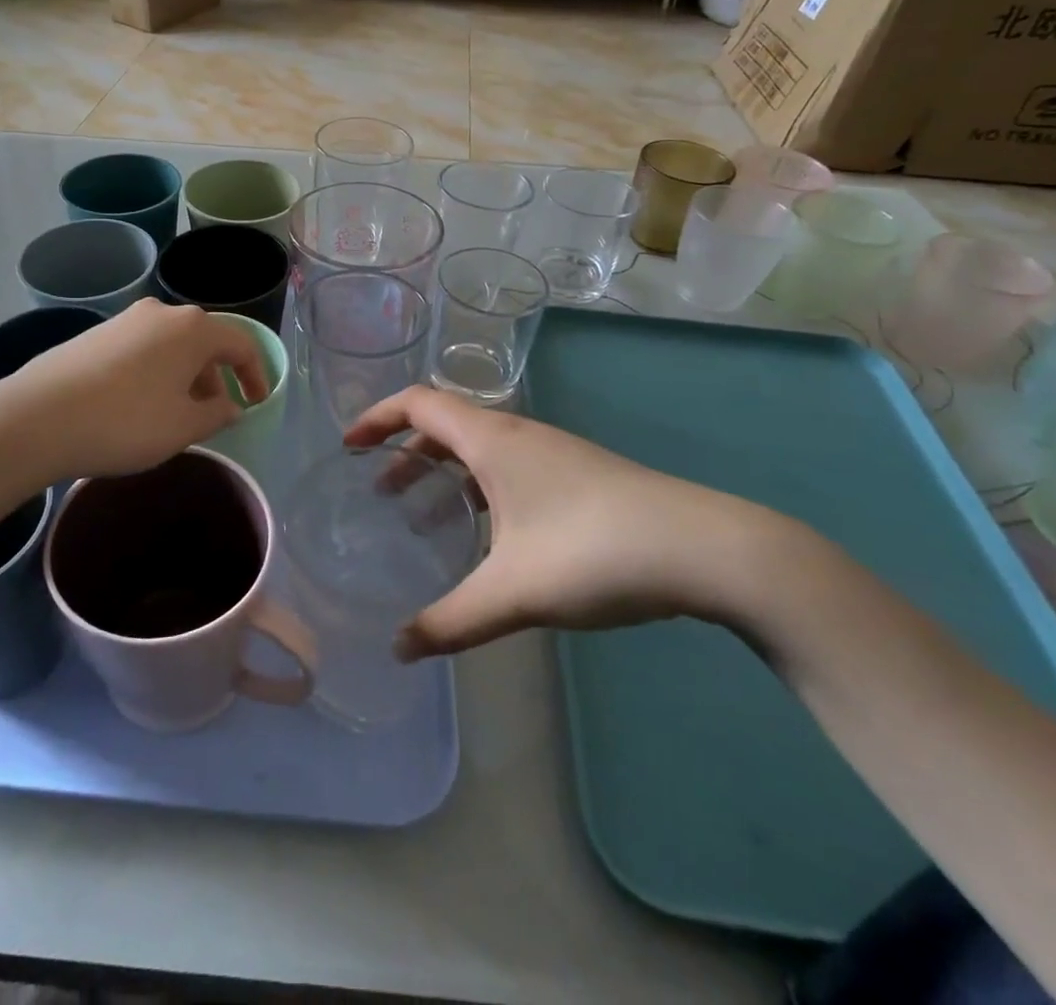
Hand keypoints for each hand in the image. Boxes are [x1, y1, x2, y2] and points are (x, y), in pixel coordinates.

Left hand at [0, 299, 268, 483]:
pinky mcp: (95, 334)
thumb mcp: (183, 427)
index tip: (256, 403)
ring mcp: (124, 320)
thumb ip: (217, 414)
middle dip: (216, 377)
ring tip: (176, 414)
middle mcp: (161, 313)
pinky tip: (139, 405)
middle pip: (204, 342)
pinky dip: (155, 373)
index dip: (255, 375)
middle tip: (214, 414)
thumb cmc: (125, 422)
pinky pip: (142, 350)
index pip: (240, 344)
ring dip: (184, 376)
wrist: (37, 418)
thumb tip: (230, 406)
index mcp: (192, 328)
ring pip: (171, 345)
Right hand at [343, 387, 777, 659]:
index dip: (377, 418)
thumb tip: (399, 650)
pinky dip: (477, 488)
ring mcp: (552, 454)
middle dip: (404, 452)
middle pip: (445, 425)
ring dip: (441, 472)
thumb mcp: (514, 592)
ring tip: (418, 515)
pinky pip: (506, 468)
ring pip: (479, 450)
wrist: (708, 550)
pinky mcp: (577, 477)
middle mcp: (518, 435)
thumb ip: (451, 622)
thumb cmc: (596, 552)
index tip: (348, 447)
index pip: (418, 404)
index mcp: (492, 441)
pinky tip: (485, 535)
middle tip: (377, 492)